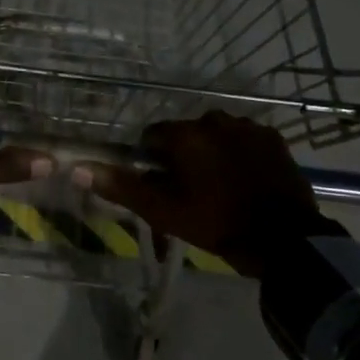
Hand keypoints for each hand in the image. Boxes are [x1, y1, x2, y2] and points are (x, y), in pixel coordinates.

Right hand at [72, 112, 323, 276]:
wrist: (282, 239)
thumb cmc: (214, 224)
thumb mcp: (162, 211)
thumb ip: (121, 186)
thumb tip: (77, 168)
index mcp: (186, 134)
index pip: (153, 136)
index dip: (152, 160)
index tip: (161, 186)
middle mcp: (216, 120)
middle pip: (186, 134)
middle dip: (184, 156)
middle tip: (190, 191)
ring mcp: (249, 128)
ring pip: (217, 136)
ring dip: (213, 153)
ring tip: (220, 188)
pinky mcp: (273, 139)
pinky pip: (245, 141)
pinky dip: (240, 155)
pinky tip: (245, 182)